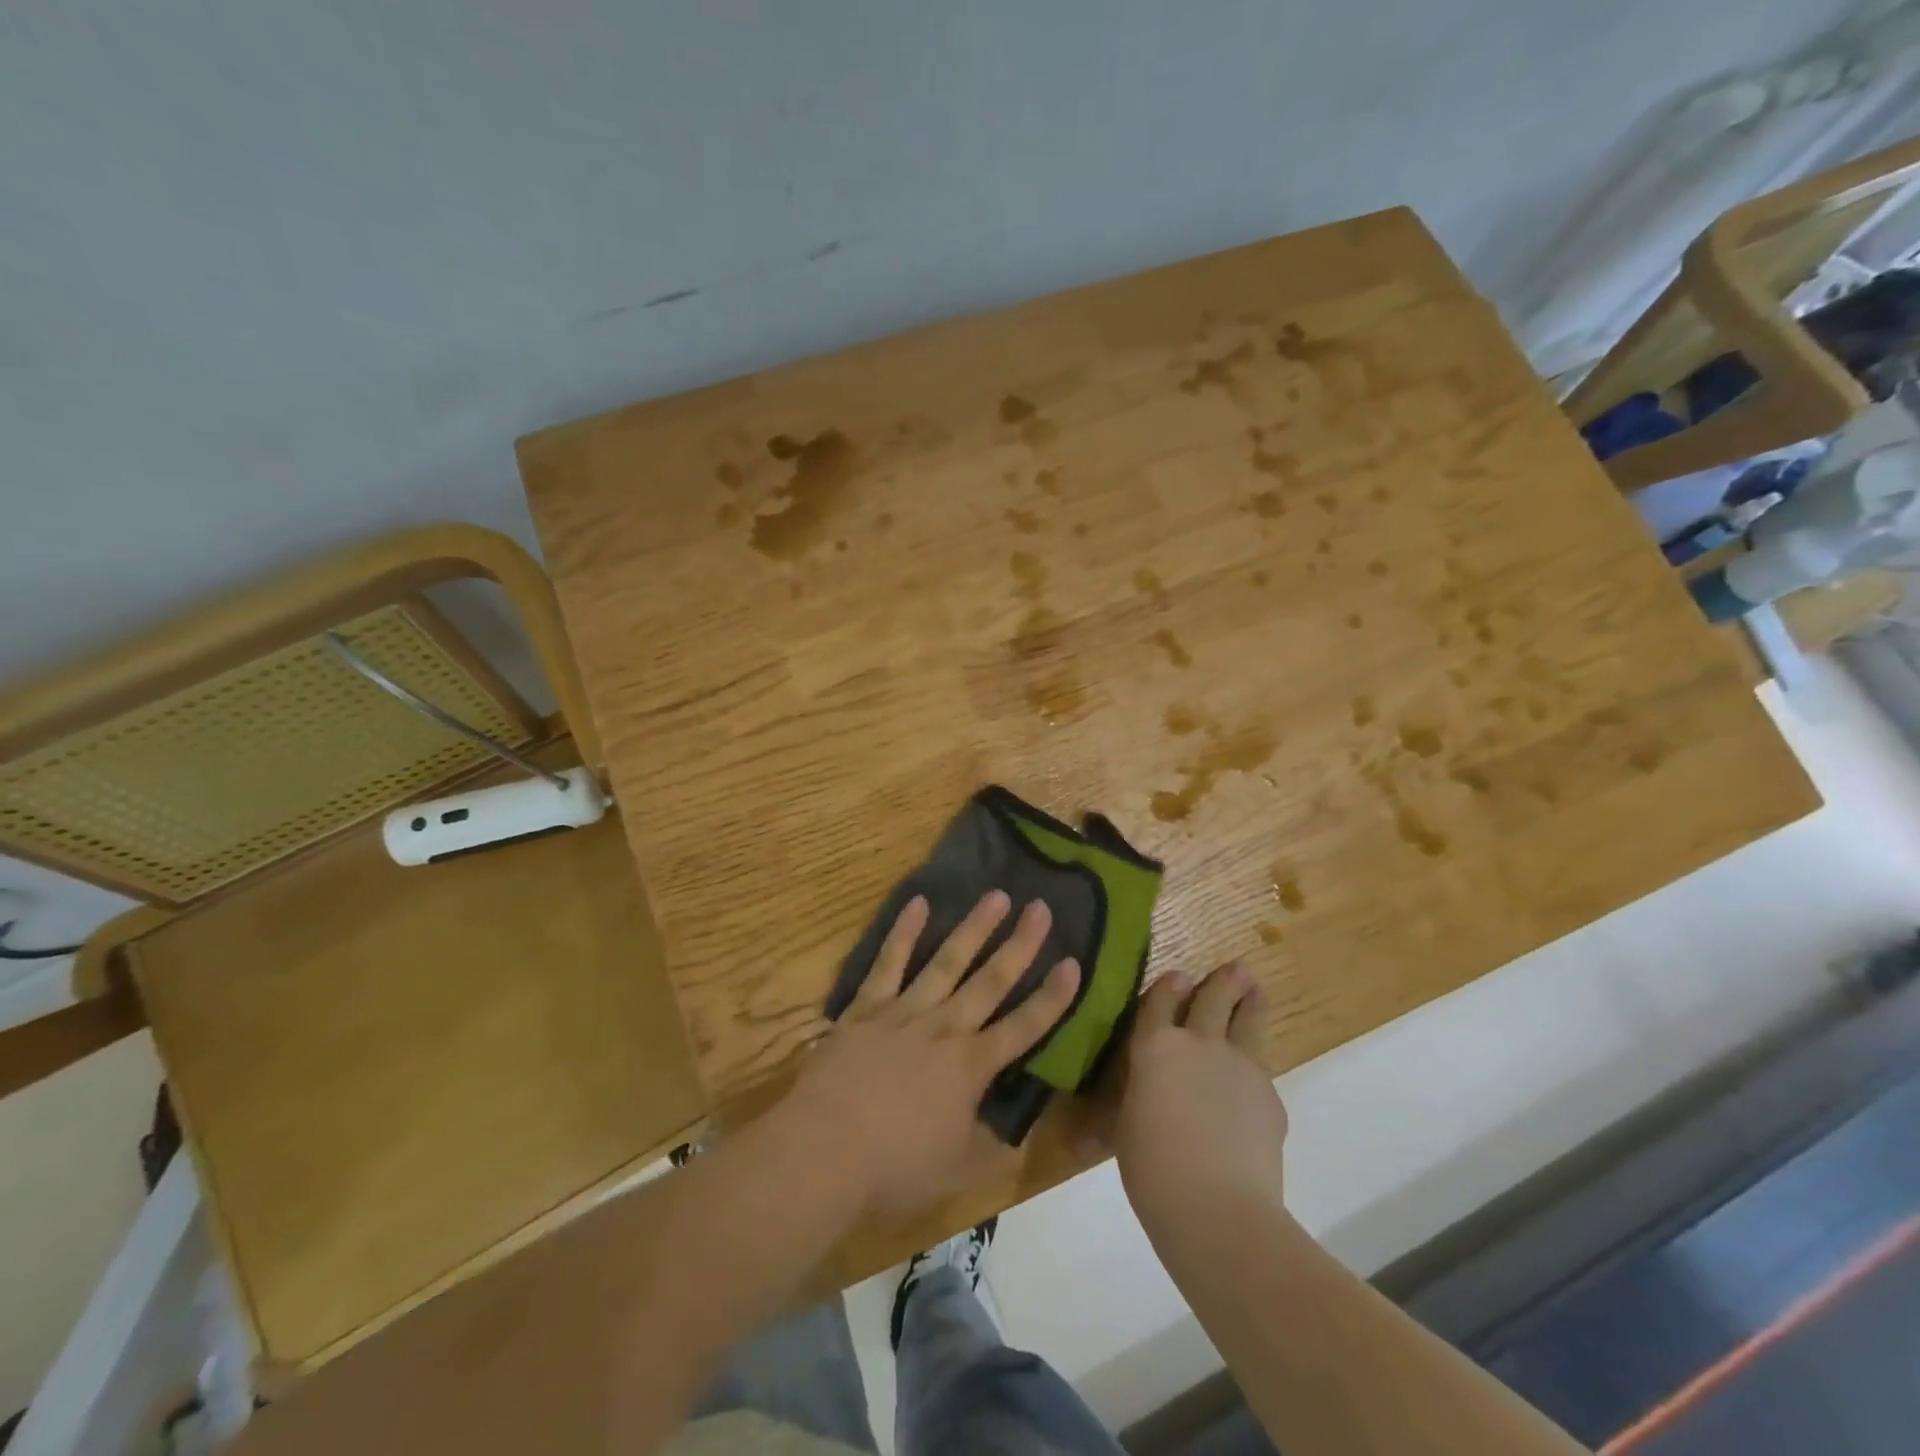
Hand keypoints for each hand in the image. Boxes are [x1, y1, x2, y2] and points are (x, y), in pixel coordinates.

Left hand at [779, 891, 1080, 1221]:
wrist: (823, 1152)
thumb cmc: (894, 1168)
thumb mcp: (958, 1171)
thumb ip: (991, 1146)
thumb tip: (1013, 1128)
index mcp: (972, 1067)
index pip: (1024, 1027)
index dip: (1053, 997)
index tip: (1074, 963)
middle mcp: (945, 1028)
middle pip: (991, 980)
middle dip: (1021, 944)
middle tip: (1041, 907)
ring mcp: (904, 1012)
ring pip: (947, 961)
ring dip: (973, 928)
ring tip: (996, 895)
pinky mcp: (866, 1007)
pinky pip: (889, 963)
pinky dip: (904, 932)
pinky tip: (918, 902)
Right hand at [1107, 963, 1288, 1233]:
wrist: (1218, 1210)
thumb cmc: (1152, 1169)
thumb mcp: (1126, 1127)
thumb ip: (1134, 1100)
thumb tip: (1119, 1110)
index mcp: (1155, 1047)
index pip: (1162, 1000)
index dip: (1170, 985)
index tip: (1179, 975)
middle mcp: (1199, 1043)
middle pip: (1214, 997)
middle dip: (1224, 980)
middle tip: (1235, 968)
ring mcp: (1239, 1065)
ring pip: (1249, 1019)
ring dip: (1251, 1001)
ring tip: (1255, 990)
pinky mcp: (1270, 1095)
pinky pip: (1261, 1067)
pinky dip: (1255, 1064)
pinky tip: (1252, 1079)